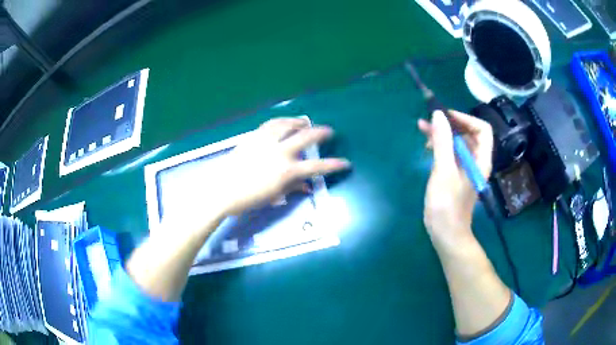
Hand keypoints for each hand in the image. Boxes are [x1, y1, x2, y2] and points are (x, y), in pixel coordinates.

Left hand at [211, 117, 349, 216]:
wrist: (221, 190)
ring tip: (305, 121)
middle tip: (328, 131)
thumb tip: (307, 186)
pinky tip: (283, 122)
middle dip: (320, 133)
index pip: (316, 167)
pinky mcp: (253, 137)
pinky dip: (280, 121)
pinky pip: (270, 125)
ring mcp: (265, 142)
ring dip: (299, 122)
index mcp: (286, 171)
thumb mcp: (274, 196)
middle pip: (305, 137)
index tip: (345, 163)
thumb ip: (293, 188)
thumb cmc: (248, 198)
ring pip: (286, 125)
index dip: (333, 165)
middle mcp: (279, 152)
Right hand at [418, 111, 492, 243]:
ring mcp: (466, 168)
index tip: (446, 117)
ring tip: (423, 129)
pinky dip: (440, 146)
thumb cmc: (447, 205)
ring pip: (458, 142)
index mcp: (480, 159)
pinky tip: (427, 146)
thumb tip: (438, 115)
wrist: (446, 234)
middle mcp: (476, 161)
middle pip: (468, 133)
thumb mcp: (443, 171)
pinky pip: (451, 153)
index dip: (465, 119)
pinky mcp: (456, 174)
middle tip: (430, 120)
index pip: (482, 129)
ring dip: (443, 133)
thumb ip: (442, 141)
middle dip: (450, 124)